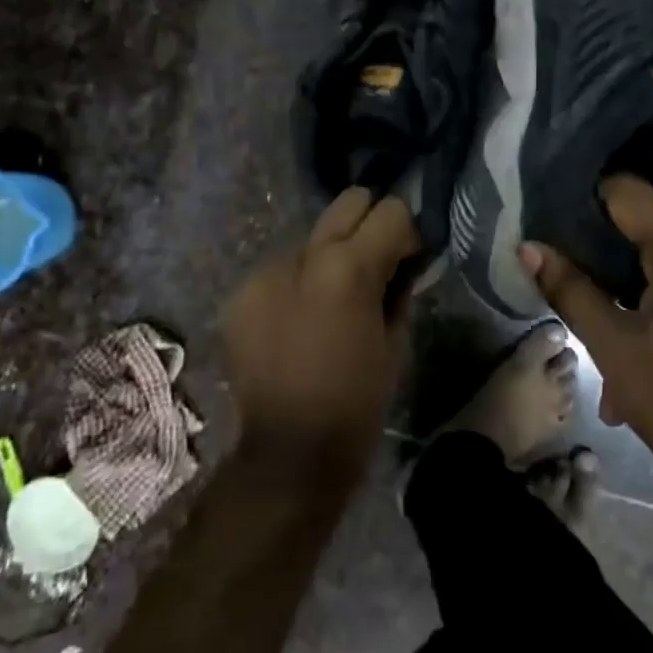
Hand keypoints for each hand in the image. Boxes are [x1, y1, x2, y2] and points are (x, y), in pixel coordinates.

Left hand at [223, 188, 419, 468]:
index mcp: (348, 268)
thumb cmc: (357, 401)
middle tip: (376, 262)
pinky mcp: (242, 293)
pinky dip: (298, 282)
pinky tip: (301, 320)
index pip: (390, 211)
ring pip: (312, 238)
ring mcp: (265, 272)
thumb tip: (402, 261)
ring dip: (329, 256)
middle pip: (348, 202)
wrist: (290, 450)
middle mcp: (303, 256)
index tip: (410, 257)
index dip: (407, 232)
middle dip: (369, 223)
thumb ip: (399, 287)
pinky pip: (281, 270)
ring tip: (334, 299)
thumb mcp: (396, 341)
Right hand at [519, 175, 652, 476]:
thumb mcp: (611, 345)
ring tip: (604, 349)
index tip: (557, 222)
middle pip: (647, 235)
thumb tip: (528, 247)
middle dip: (607, 268)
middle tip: (573, 297)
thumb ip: (569, 289)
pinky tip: (637, 358)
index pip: (630, 194)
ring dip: (630, 302)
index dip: (589, 201)